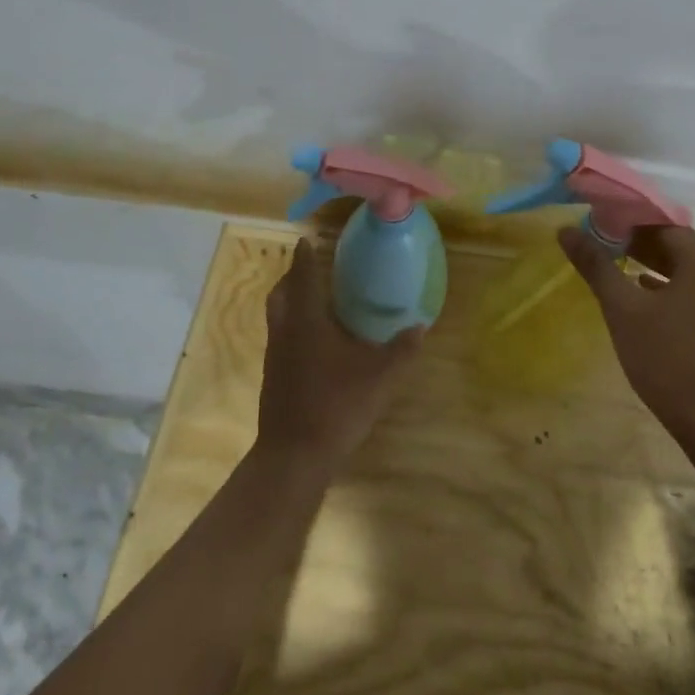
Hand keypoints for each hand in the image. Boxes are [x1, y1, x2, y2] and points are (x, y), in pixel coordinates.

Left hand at [257, 239, 424, 471]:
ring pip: (278, 316)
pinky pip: (281, 336)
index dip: (304, 256)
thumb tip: (420, 325)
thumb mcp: (380, 377)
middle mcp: (286, 332)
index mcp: (308, 322)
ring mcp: (275, 356)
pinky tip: (315, 340)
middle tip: (311, 266)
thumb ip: (402, 350)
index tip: (307, 239)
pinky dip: (293, 325)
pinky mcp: (273, 376)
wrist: (294, 456)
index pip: (303, 277)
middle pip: (281, 293)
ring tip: (315, 298)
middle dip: (293, 276)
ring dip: (291, 301)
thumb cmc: (337, 406)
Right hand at [558, 224, 694, 447]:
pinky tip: (638, 294)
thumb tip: (565, 230)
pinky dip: (662, 287)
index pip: (660, 222)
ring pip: (680, 269)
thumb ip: (596, 266)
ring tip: (611, 263)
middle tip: (596, 240)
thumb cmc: (668, 358)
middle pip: (672, 243)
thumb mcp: (624, 310)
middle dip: (635, 240)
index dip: (626, 218)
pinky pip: (687, 291)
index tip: (593, 219)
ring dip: (647, 263)